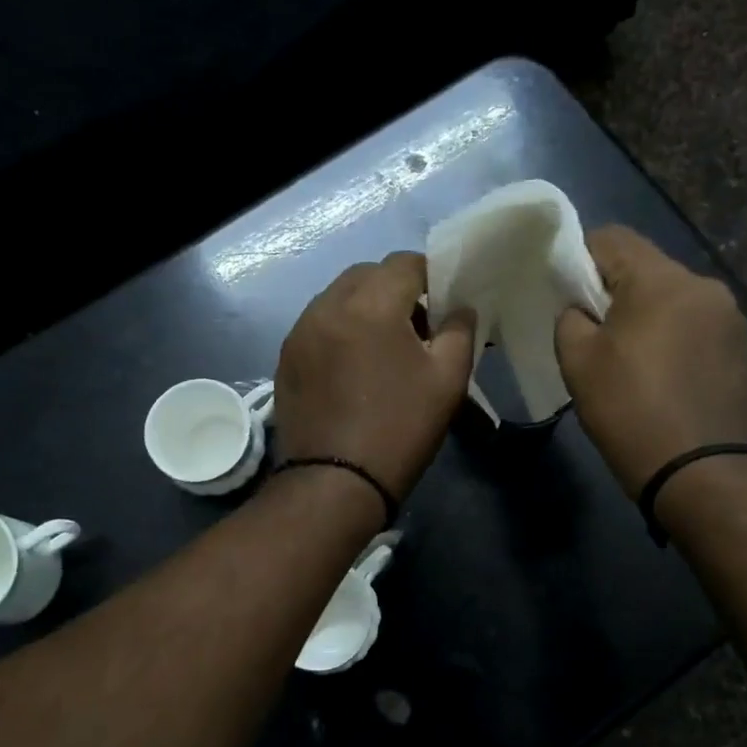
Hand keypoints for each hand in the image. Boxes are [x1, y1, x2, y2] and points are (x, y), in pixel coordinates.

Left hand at [277, 252, 474, 503]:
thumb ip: (459, 332)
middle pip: (367, 275)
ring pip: (338, 298)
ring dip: (365, 307)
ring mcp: (300, 331)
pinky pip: (319, 324)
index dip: (431, 274)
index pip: (404, 263)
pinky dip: (341, 329)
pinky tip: (354, 366)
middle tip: (417, 325)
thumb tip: (459, 309)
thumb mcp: (448, 380)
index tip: (444, 301)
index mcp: (370, 304)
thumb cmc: (399, 428)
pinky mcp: (286, 358)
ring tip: (385, 346)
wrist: (334, 483)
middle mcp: (327, 306)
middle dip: (395, 288)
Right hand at [554, 226, 746, 496]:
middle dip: (614, 289)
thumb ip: (571, 318)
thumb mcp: (578, 361)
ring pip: (674, 298)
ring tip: (629, 356)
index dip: (579, 256)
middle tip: (592, 328)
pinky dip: (674, 337)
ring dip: (647, 314)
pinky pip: (696, 326)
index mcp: (662, 280)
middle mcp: (704, 286)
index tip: (565, 291)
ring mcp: (731, 319)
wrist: (701, 472)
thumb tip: (581, 309)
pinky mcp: (743, 349)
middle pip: (647, 268)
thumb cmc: (630, 410)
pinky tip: (662, 374)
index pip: (612, 238)